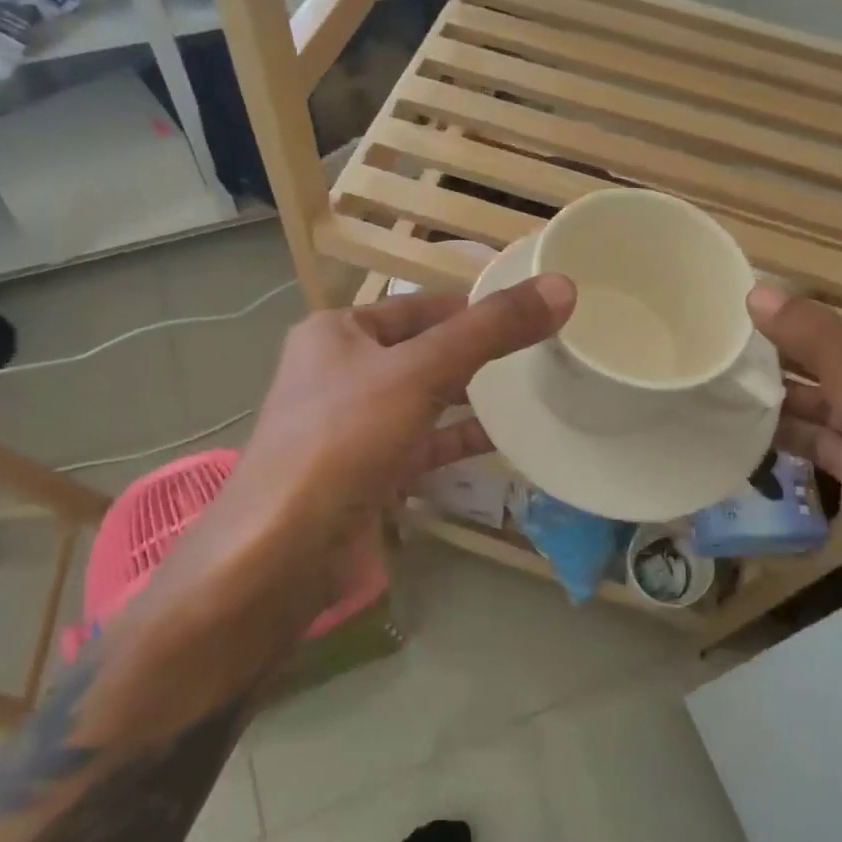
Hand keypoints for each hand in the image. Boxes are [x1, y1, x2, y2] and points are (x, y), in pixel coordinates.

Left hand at [143, 274, 575, 626]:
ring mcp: (351, 426)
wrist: (280, 553)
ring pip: (423, 400)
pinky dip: (456, 440)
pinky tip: (501, 441)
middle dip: (476, 354)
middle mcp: (340, 372)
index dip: (472, 308)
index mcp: (338, 332)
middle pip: (423, 352)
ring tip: (529, 392)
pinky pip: (421, 445)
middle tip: (539, 352)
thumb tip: (560, 287)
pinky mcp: (365, 472)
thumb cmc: (343, 441)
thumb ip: (490, 331)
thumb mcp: (420, 373)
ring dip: (470, 398)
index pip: (419, 306)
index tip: (528, 314)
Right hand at [747, 284, 841, 624]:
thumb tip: (759, 293)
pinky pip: (816, 449)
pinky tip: (744, 429)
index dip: (793, 322)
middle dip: (778, 361)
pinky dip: (784, 439)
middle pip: (826, 372)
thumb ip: (824, 351)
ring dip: (776, 400)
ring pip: (818, 411)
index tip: (734, 314)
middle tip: (713, 350)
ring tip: (718, 385)